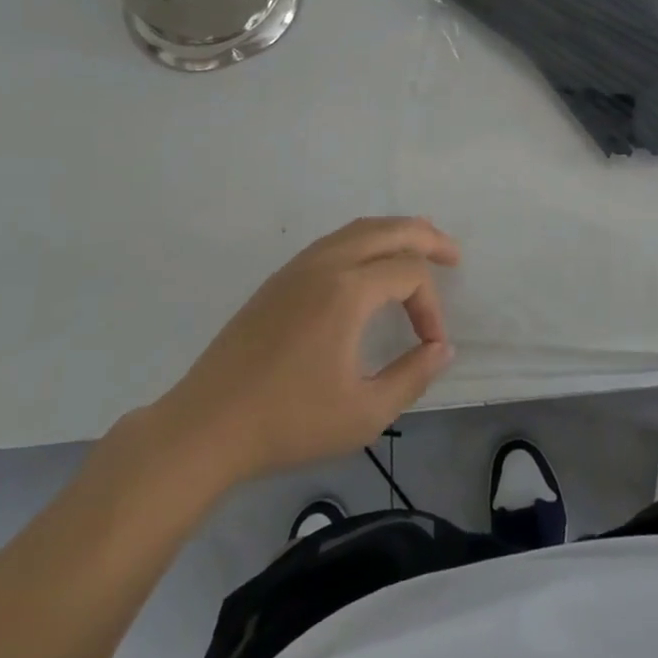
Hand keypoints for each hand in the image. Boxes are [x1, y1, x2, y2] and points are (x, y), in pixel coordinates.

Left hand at [146, 217, 460, 494]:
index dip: (432, 305)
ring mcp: (298, 267)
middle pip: (388, 229)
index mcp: (348, 290)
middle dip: (426, 237)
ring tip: (419, 249)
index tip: (432, 346)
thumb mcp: (364, 413)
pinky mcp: (279, 280)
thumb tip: (442, 349)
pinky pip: (334, 242)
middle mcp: (326, 264)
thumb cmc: (288, 423)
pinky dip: (365, 241)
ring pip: (358, 229)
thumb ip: (412, 376)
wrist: (204, 428)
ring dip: (394, 233)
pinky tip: (370, 267)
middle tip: (453, 254)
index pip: (410, 274)